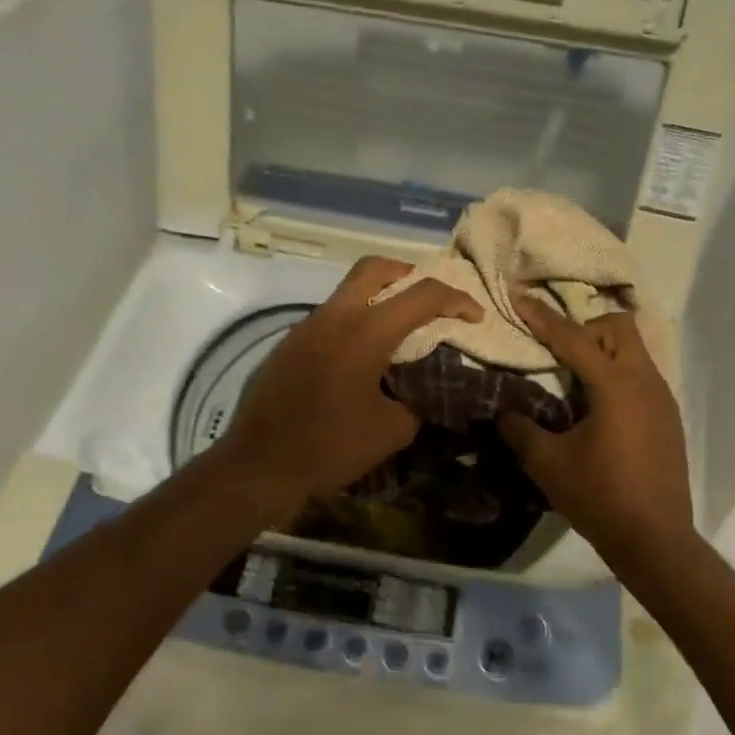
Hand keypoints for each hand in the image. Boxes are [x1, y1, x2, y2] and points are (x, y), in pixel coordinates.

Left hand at [216, 256, 481, 518]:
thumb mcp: (391, 431)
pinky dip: (354, 323)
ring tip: (399, 332)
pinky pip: (329, 318)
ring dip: (378, 299)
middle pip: (374, 269)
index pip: (421, 296)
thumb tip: (423, 392)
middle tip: (429, 300)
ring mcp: (306, 328)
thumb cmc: (330, 447)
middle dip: (409, 275)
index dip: (456, 300)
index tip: (475, 316)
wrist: (259, 466)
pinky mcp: (288, 345)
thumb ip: (416, 402)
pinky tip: (362, 359)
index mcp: (364, 332)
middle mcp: (333, 317)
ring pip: (347, 292)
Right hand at [496, 293, 696, 562]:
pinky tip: (598, 410)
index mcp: (615, 385)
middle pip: (618, 327)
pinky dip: (616, 376)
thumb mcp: (548, 464)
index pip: (573, 338)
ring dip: (602, 352)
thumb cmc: (599, 498)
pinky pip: (641, 377)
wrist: (656, 540)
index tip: (519, 297)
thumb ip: (520, 429)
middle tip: (556, 353)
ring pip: (634, 351)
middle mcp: (645, 381)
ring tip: (573, 381)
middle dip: (584, 328)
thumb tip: (502, 411)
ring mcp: (663, 399)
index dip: (542, 317)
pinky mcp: (669, 419)